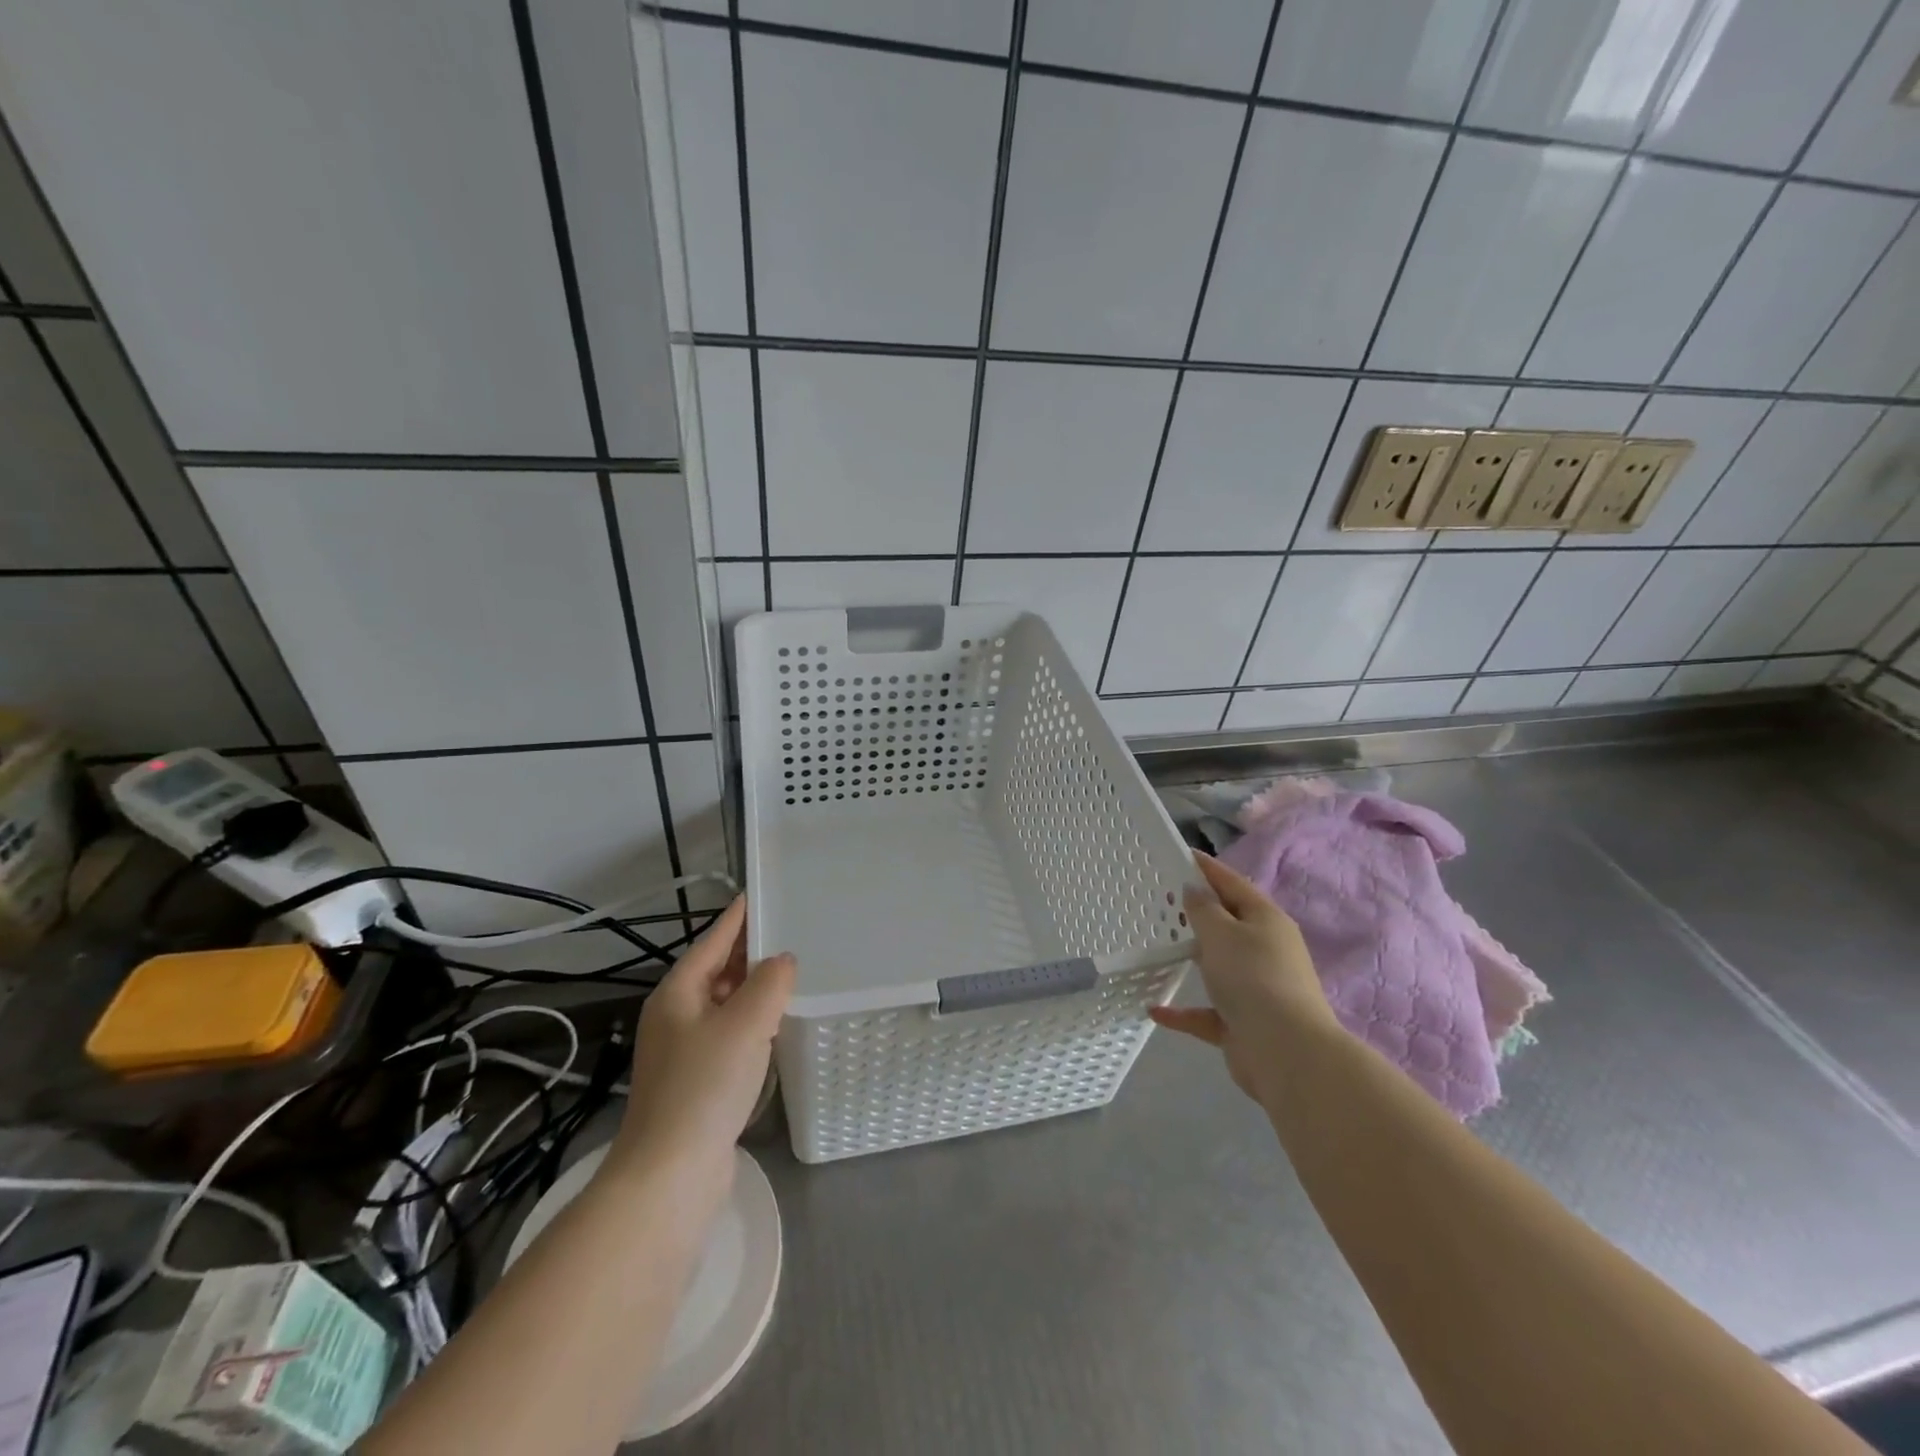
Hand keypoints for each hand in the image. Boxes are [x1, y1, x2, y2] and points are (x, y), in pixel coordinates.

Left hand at [610, 897, 795, 1178]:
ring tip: (791, 974)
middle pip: (716, 971)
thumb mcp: (745, 1024)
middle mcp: (675, 1016)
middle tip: (791, 932)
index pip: (712, 941)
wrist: (670, 1175)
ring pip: (724, 1005)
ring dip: (753, 989)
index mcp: (677, 993)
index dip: (737, 917)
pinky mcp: (696, 1081)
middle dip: (749, 952)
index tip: (761, 894)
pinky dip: (752, 1023)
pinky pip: (729, 1035)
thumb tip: (783, 961)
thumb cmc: (705, 1087)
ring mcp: (683, 1051)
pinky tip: (775, 1027)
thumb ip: (770, 983)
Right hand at [1150, 851, 1333, 1102]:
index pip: (1232, 883)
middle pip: (1227, 924)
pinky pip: (1208, 1012)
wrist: (1286, 1052)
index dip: (1206, 868)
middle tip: (1161, 900)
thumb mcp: (1221, 933)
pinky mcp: (1244, 1023)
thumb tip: (1194, 890)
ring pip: (1219, 967)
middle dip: (1197, 913)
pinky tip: (1155, 1009)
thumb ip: (1203, 909)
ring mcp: (1257, 989)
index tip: (1180, 854)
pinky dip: (1184, 1011)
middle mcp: (1265, 950)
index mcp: (1266, 920)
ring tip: (1159, 947)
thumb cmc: (1253, 978)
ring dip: (1194, 958)